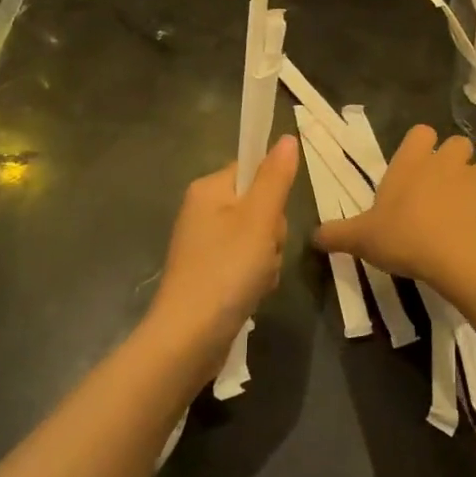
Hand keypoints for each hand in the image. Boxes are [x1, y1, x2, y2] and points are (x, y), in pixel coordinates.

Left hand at [148, 135, 299, 357]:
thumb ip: (275, 178)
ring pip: (257, 238)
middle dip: (272, 233)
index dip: (272, 193)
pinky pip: (245, 263)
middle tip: (264, 252)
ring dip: (267, 259)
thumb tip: (287, 137)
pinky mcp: (208, 274)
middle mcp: (201, 211)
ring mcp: (203, 246)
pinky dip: (254, 278)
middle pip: (258, 206)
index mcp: (208, 189)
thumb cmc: (226, 270)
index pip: (252, 170)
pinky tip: (251, 294)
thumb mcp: (259, 219)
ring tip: (257, 279)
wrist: (188, 339)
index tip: (271, 218)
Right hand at [312, 125, 475, 289]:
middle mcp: (447, 161)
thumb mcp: (362, 239)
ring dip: (473, 189)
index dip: (420, 147)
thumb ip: (337, 234)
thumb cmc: (407, 238)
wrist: (462, 258)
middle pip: (456, 145)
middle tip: (440, 194)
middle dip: (452, 163)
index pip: (420, 132)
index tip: (415, 169)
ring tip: (463, 219)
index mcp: (413, 162)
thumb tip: (313, 236)